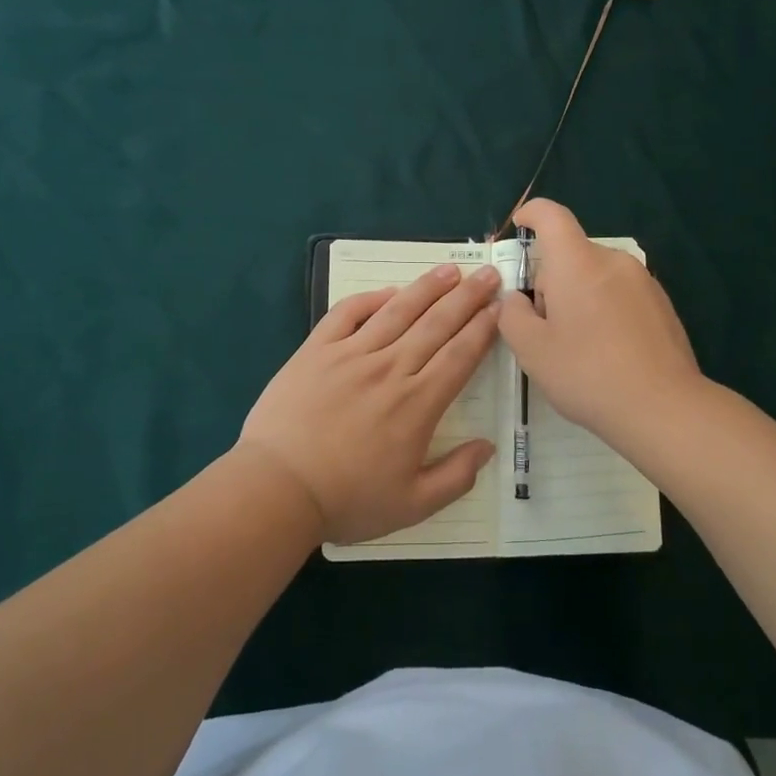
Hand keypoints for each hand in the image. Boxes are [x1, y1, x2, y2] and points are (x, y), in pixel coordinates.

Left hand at [238, 262, 502, 544]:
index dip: (483, 329)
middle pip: (436, 324)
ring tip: (449, 271)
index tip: (499, 307)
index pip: (460, 355)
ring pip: (397, 311)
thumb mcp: (413, 505)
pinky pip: (347, 314)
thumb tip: (488, 446)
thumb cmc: (347, 500)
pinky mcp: (316, 351)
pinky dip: (370, 299)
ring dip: (426, 288)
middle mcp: (390, 369)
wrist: (277, 488)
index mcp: (418, 404)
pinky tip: (388, 292)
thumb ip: (456, 476)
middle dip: (466, 297)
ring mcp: (351, 355)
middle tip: (487, 274)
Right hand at [498, 198, 701, 441]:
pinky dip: (605, 310)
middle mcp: (613, 261)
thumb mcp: (531, 349)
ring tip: (578, 346)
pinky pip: (620, 294)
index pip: (551, 215)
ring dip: (579, 297)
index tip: (519, 227)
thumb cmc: (587, 373)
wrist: (663, 407)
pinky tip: (608, 353)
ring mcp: (643, 281)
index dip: (530, 214)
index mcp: (578, 263)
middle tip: (544, 327)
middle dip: (551, 280)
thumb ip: (512, 315)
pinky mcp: (662, 304)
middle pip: (572, 254)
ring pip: (596, 275)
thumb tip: (517, 300)